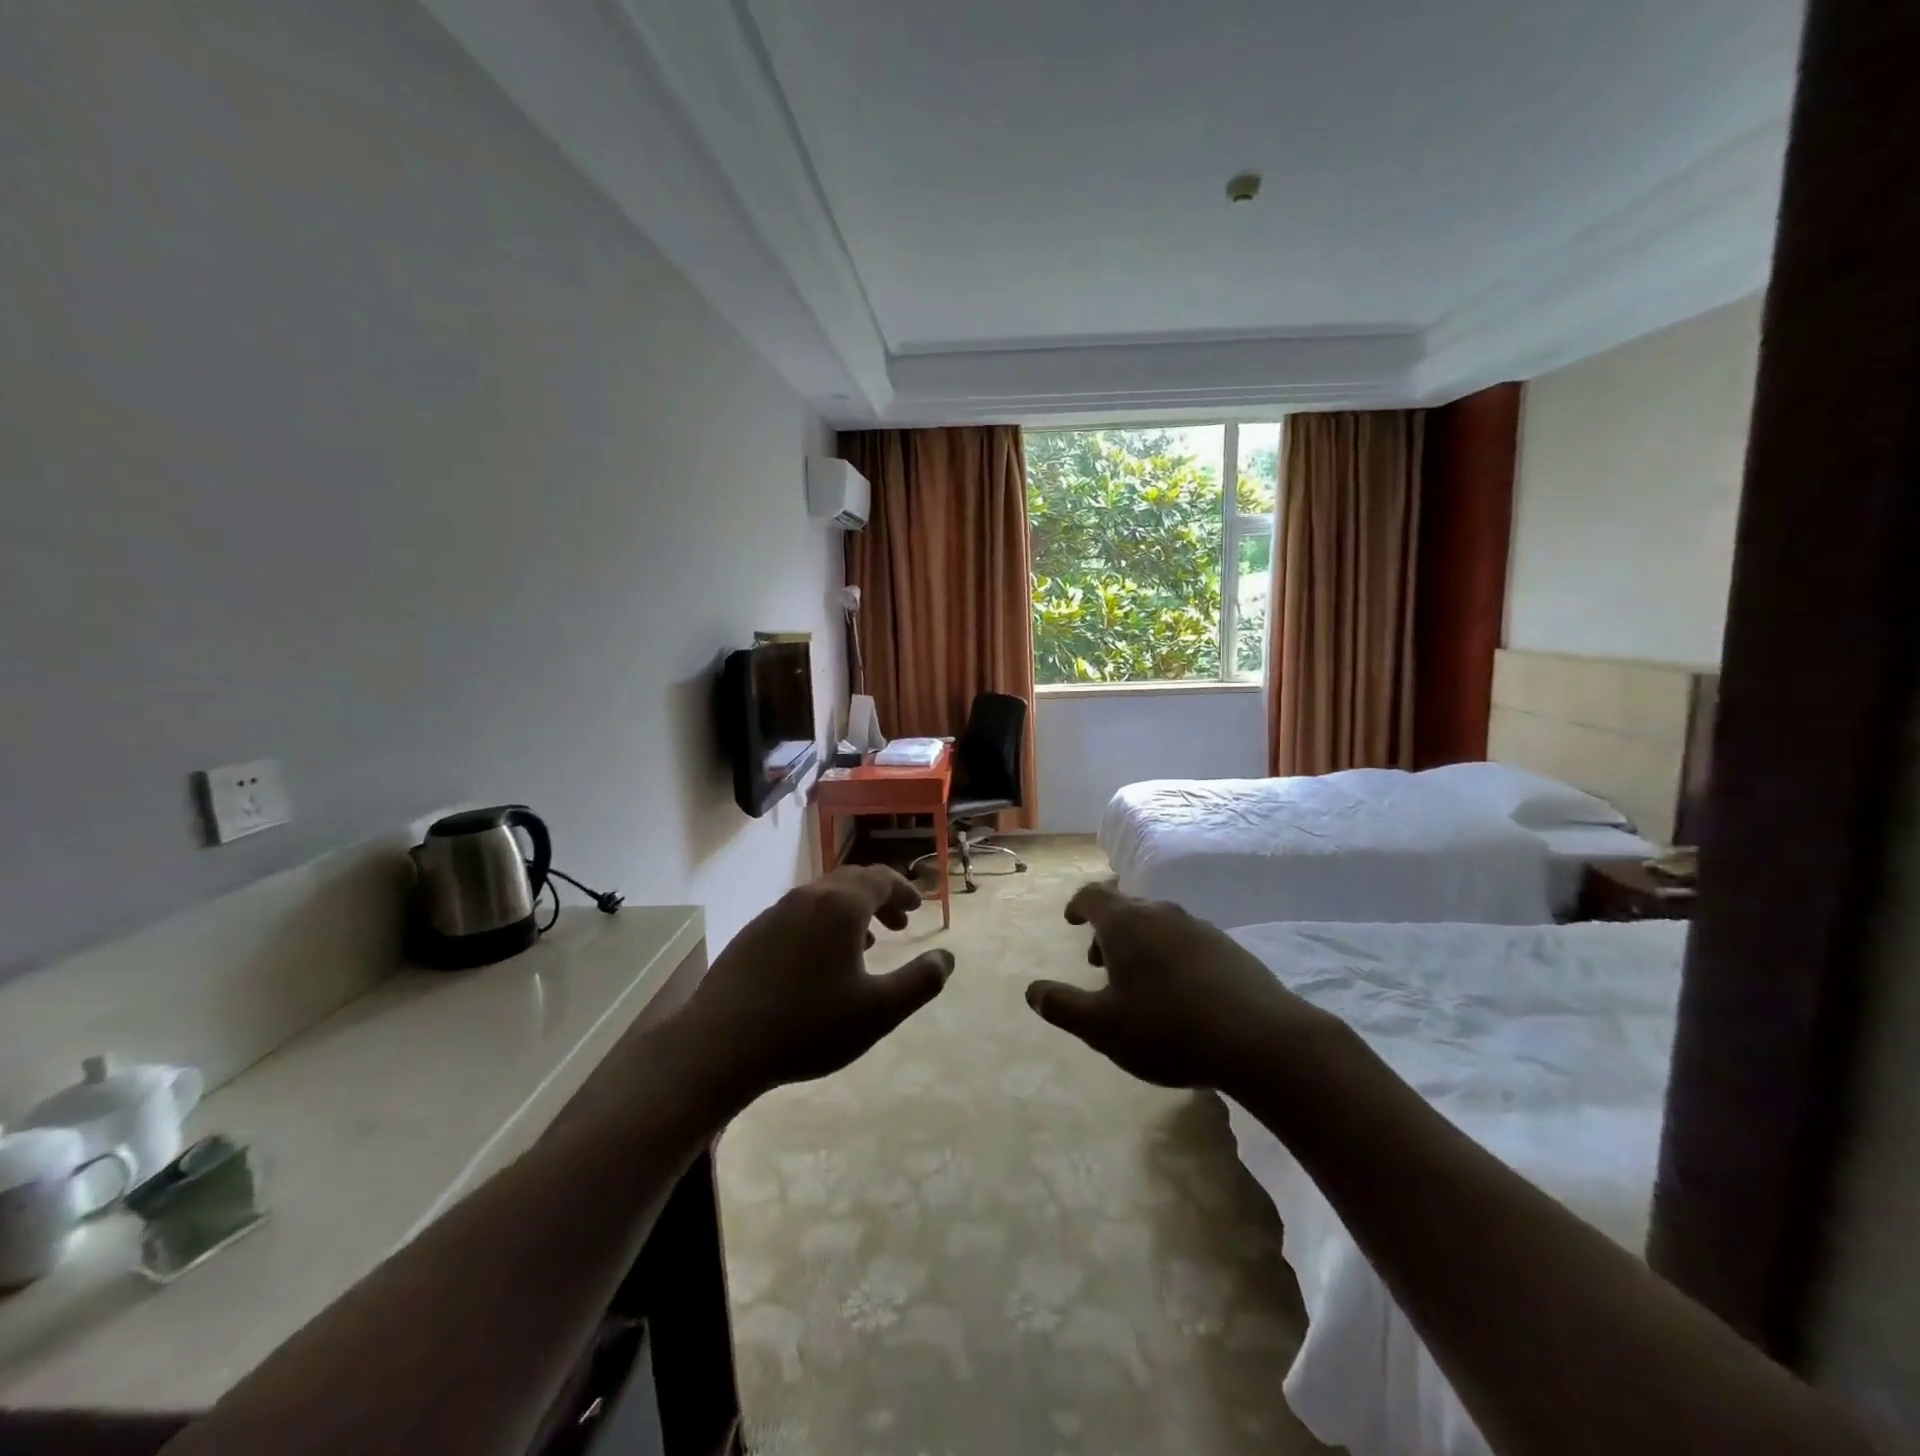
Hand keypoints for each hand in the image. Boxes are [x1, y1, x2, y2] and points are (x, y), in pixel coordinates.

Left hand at [679, 866, 952, 1105]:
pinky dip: (822, 924)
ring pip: (823, 898)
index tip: (917, 907)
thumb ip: (920, 982)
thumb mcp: (878, 1012)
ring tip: (865, 943)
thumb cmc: (808, 1026)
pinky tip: (820, 962)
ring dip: (850, 912)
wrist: (720, 1045)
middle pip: (851, 881)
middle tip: (899, 925)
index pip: (881, 879)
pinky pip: (798, 914)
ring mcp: (774, 912)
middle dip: (880, 898)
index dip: (903, 890)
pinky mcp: (752, 933)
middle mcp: (808, 897)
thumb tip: (947, 958)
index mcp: (841, 906)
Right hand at [1026, 883, 1328, 1089]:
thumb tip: (1033, 991)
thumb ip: (1063, 1006)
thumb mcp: (1102, 1027)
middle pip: (1126, 908)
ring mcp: (1199, 927)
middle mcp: (1162, 914)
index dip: (1077, 905)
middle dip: (1108, 931)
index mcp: (1126, 923)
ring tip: (1138, 982)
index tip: (1071, 921)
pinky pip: (1186, 940)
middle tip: (1099, 963)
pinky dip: (1170, 955)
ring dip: (1140, 944)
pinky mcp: (1229, 948)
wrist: (1259, 1039)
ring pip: (1158, 924)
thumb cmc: (1168, 1028)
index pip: (1092, 895)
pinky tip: (1180, 993)